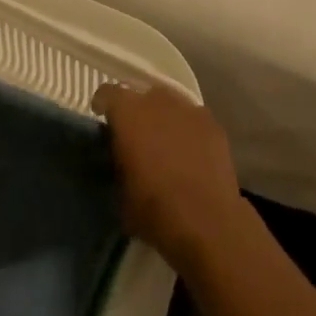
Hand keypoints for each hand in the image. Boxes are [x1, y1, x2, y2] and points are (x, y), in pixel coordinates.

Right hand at [93, 83, 245, 270]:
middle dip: (136, 112)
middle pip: (141, 95)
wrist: (208, 223)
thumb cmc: (155, 211)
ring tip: (164, 142)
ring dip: (163, 117)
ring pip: (169, 103)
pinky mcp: (212, 122)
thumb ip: (117, 162)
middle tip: (135, 136)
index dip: (103, 105)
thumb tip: (120, 156)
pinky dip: (186, 128)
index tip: (102, 120)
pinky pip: (192, 117)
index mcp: (129, 114)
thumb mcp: (120, 193)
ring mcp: (189, 108)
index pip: (108, 92)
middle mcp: (158, 101)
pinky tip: (189, 151)